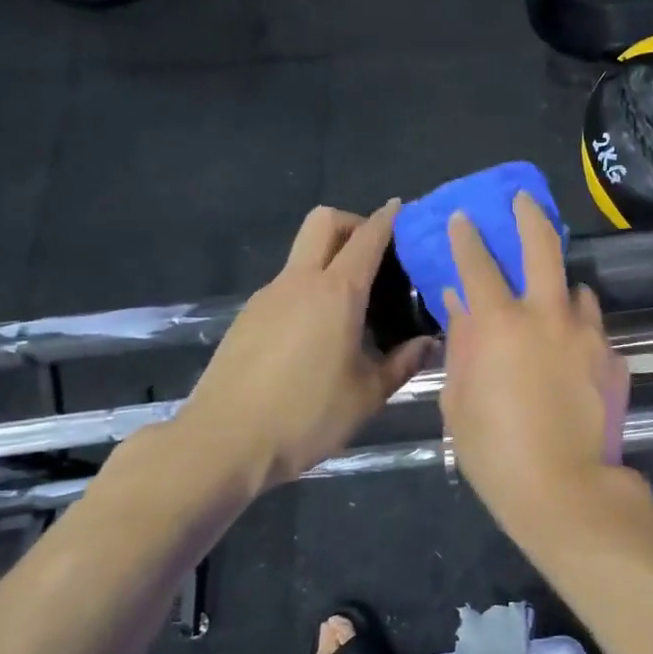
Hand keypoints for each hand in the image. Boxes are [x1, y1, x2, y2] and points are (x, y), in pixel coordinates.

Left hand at [171, 203, 430, 499]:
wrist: (223, 443)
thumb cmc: (306, 416)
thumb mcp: (368, 395)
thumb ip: (403, 363)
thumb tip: (430, 343)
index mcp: (336, 293)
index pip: (367, 237)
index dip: (388, 218)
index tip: (404, 210)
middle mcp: (299, 282)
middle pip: (324, 222)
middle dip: (353, 223)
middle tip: (377, 255)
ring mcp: (267, 297)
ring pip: (302, 254)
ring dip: (330, 260)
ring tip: (355, 306)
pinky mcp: (248, 318)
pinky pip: (287, 285)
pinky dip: (310, 289)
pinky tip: (321, 334)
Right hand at [440, 194, 629, 529]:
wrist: (564, 488)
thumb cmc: (494, 451)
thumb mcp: (460, 399)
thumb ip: (461, 344)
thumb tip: (459, 304)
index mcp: (500, 324)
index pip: (478, 264)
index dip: (468, 238)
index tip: (465, 218)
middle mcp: (547, 315)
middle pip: (542, 247)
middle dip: (529, 216)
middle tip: (524, 200)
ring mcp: (588, 334)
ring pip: (577, 290)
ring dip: (561, 289)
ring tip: (553, 303)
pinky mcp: (614, 357)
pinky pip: (594, 330)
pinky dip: (580, 332)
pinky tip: (573, 356)